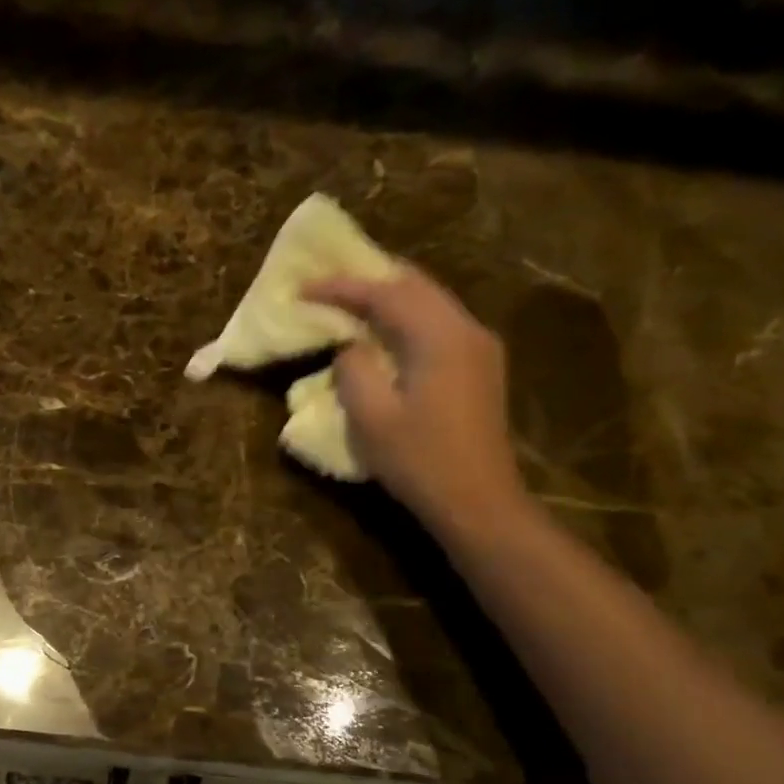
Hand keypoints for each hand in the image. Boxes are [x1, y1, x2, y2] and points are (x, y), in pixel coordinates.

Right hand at [302, 267, 525, 538]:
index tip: (303, 289)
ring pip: (430, 302)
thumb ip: (354, 369)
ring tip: (351, 304)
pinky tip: (385, 334)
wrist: (478, 502)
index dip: (341, 287)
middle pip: (415, 286)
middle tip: (328, 286)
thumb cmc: (420, 460)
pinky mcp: (480, 367)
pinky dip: (407, 319)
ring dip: (389, 299)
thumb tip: (352, 347)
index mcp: (440, 336)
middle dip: (369, 281)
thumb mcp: (371, 417)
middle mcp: (466, 329)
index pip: (386, 293)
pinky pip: (438, 324)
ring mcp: (479, 347)